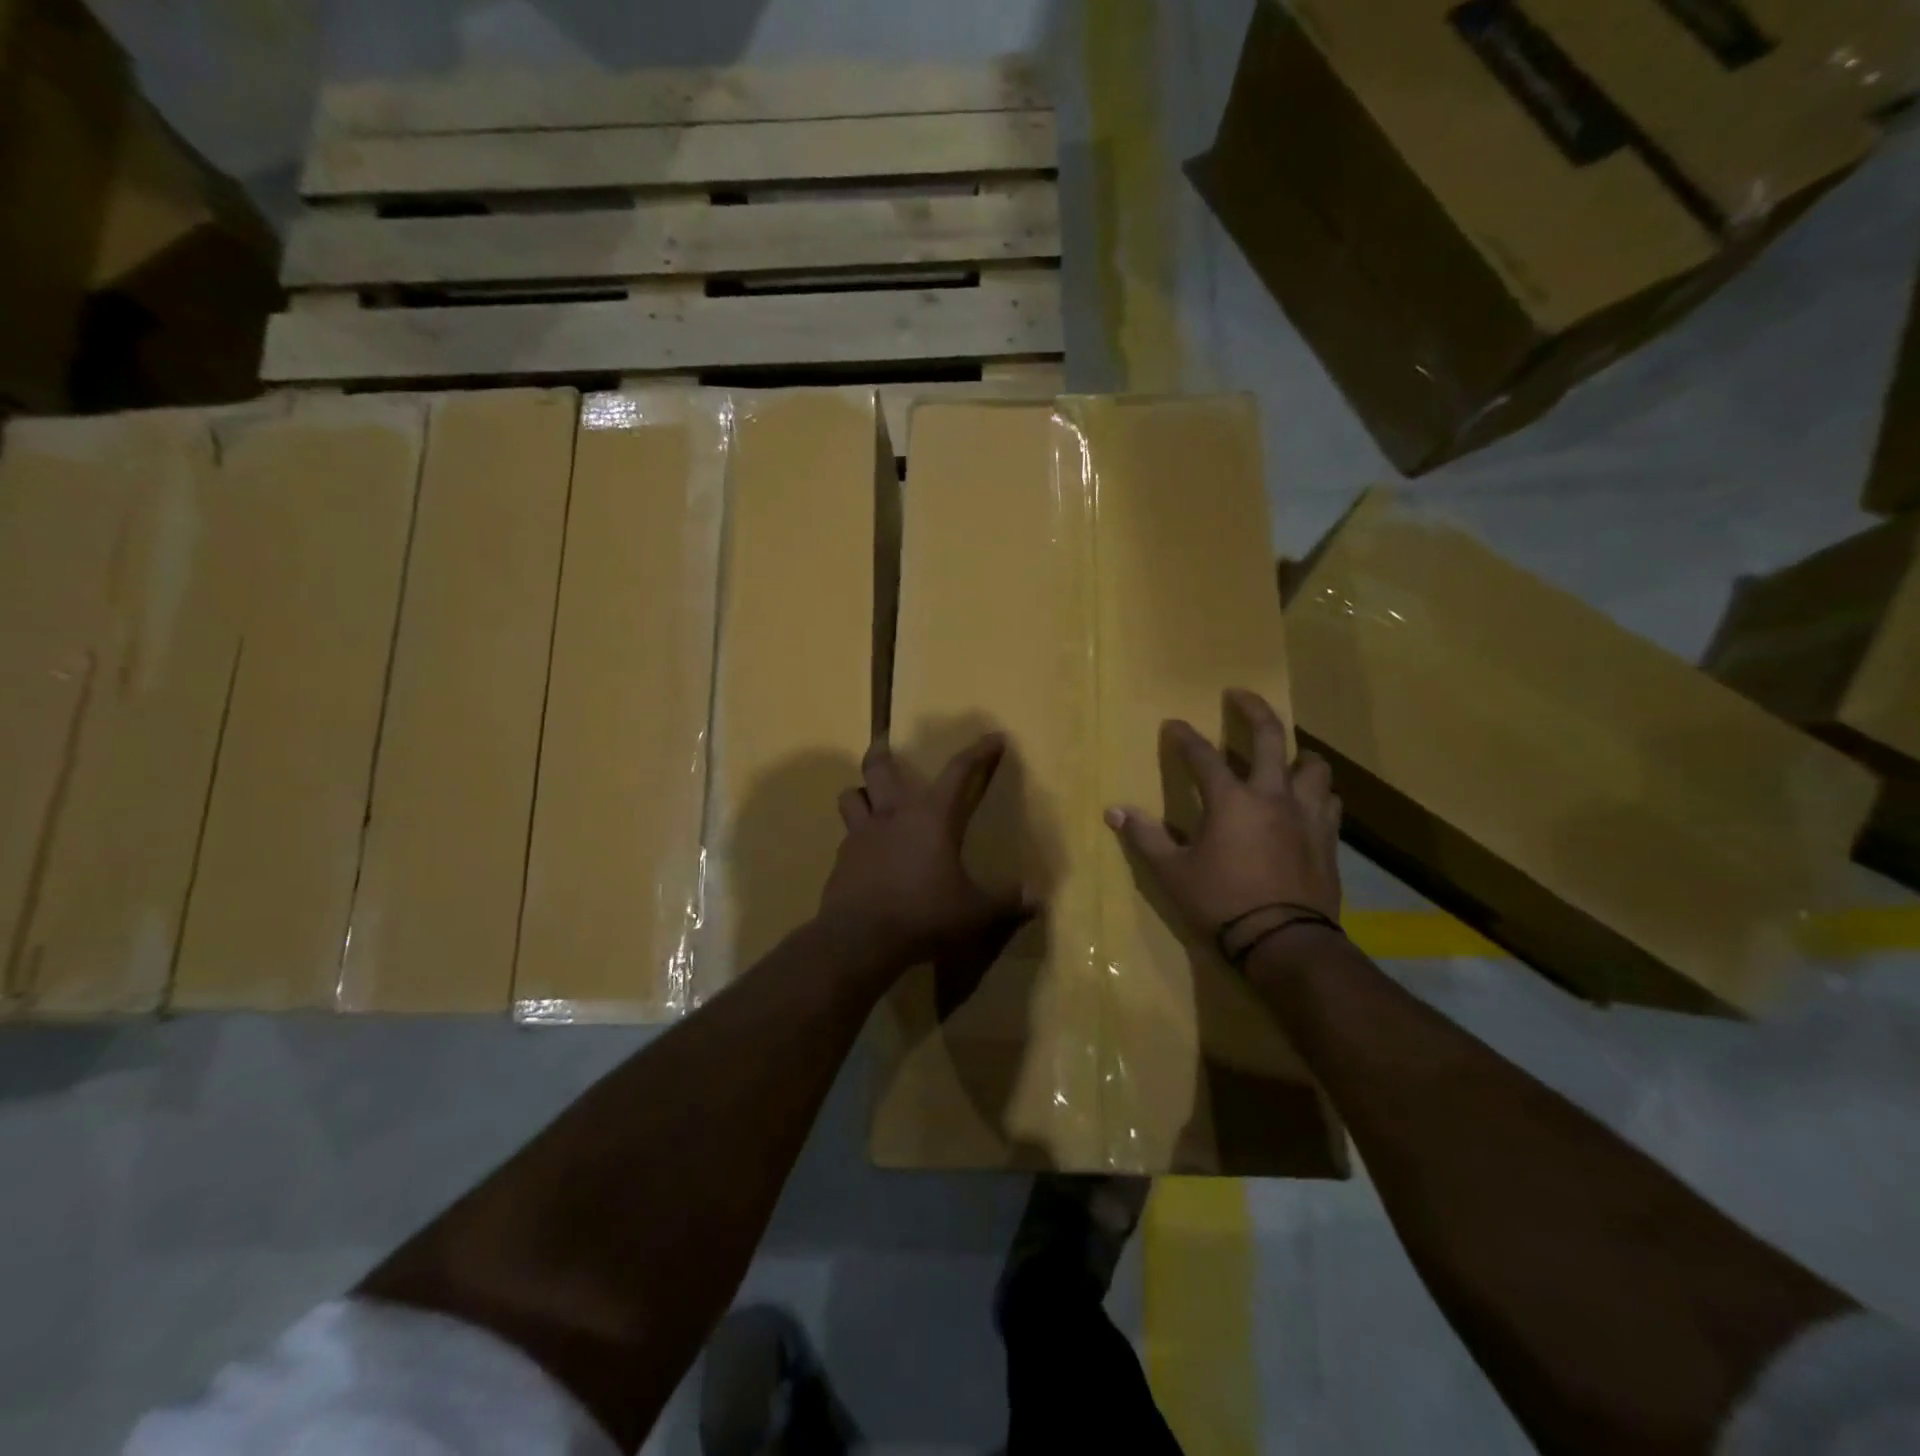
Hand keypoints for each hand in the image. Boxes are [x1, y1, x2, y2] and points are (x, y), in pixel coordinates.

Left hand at [820, 734, 1030, 971]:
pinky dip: (855, 836)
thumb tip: (1037, 898)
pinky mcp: (841, 860)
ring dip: (861, 792)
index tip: (994, 738)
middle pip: (879, 767)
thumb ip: (1005, 901)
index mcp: (932, 817)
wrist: (860, 938)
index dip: (979, 752)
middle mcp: (893, 815)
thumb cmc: (925, 914)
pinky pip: (846, 836)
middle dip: (882, 752)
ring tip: (869, 797)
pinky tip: (865, 853)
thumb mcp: (975, 911)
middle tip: (885, 745)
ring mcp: (860, 835)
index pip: (959, 771)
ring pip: (851, 795)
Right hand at [1106, 689, 1341, 953]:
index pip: (1202, 756)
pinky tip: (1308, 801)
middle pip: (1269, 737)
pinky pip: (1329, 801)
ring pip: (1313, 766)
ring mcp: (1306, 814)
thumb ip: (1145, 837)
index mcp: (1231, 800)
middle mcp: (1272, 795)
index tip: (1173, 725)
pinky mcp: (1328, 837)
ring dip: (1298, 754)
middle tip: (1239, 695)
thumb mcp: (1173, 872)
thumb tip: (1114, 811)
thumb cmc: (1222, 903)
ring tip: (1287, 756)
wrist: (1285, 941)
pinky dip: (1317, 793)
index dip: (1184, 738)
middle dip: (1252, 710)